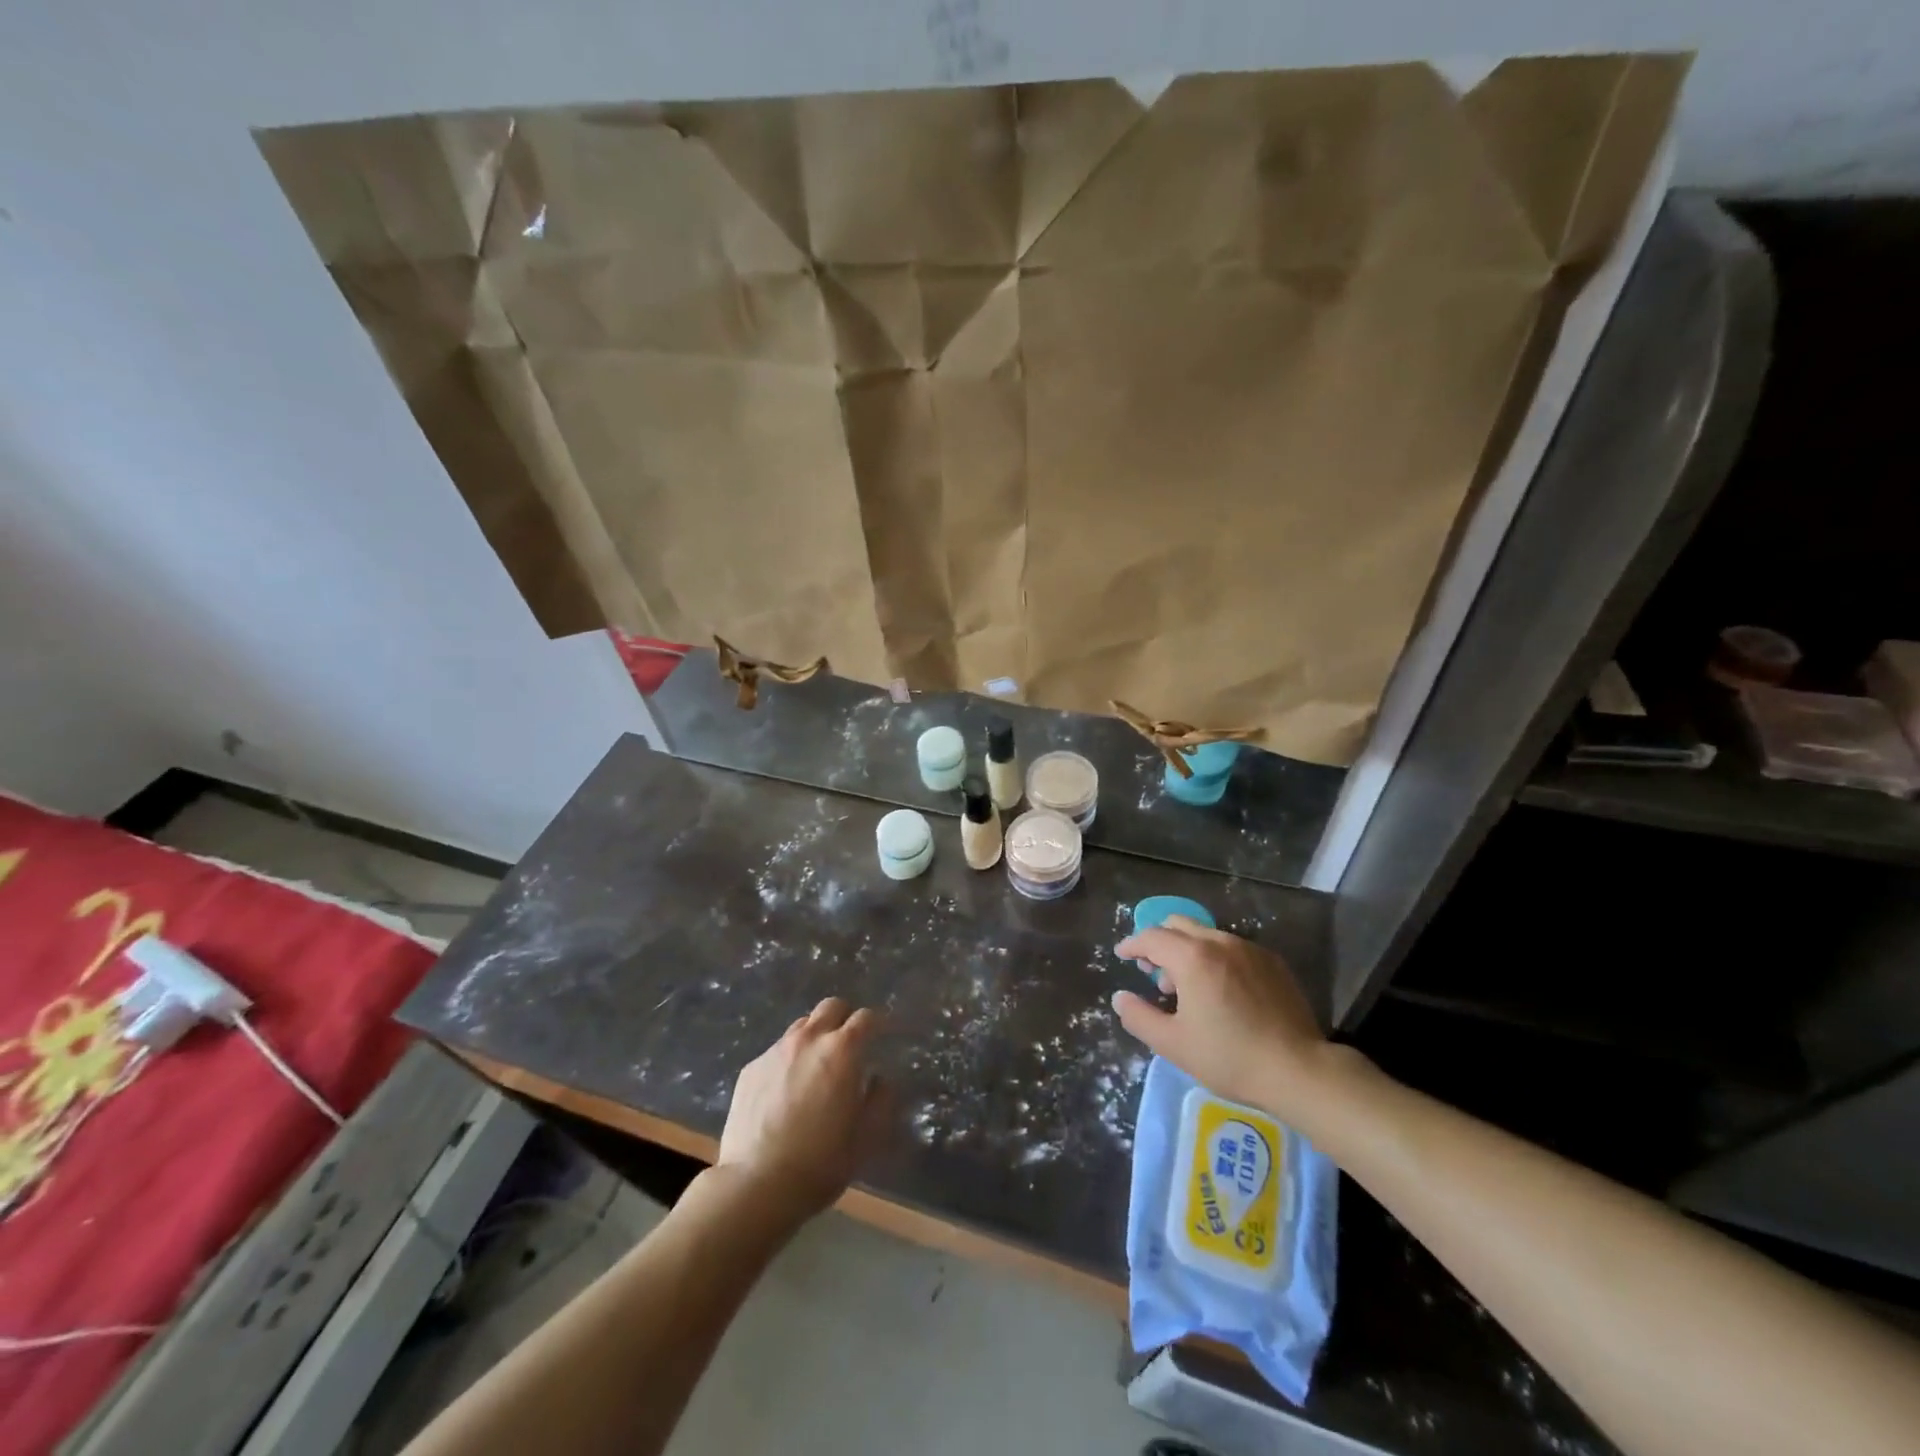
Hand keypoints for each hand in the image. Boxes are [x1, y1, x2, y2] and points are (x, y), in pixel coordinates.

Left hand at [717, 997, 886, 1221]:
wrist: (756, 1185)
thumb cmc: (821, 1162)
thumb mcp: (866, 1137)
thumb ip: (880, 1099)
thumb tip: (879, 1079)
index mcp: (842, 1051)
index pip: (866, 1018)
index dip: (878, 1024)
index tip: (883, 1035)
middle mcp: (808, 1039)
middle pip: (831, 1007)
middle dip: (845, 1019)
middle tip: (850, 1046)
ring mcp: (775, 1051)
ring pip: (802, 1026)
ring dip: (815, 1037)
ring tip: (816, 1068)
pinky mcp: (750, 1069)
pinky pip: (776, 1052)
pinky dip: (788, 1061)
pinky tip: (786, 1092)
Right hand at [1112, 916, 1337, 1120]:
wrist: (1299, 1070)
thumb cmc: (1230, 1057)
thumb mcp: (1173, 1044)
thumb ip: (1139, 1017)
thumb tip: (1120, 998)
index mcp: (1193, 957)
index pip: (1152, 937)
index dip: (1132, 944)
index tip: (1122, 955)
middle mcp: (1220, 942)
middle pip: (1178, 925)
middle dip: (1158, 941)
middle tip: (1152, 970)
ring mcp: (1249, 949)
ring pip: (1206, 934)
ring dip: (1187, 950)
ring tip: (1187, 987)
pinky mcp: (1272, 962)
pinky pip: (1232, 947)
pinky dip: (1214, 957)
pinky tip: (1220, 990)